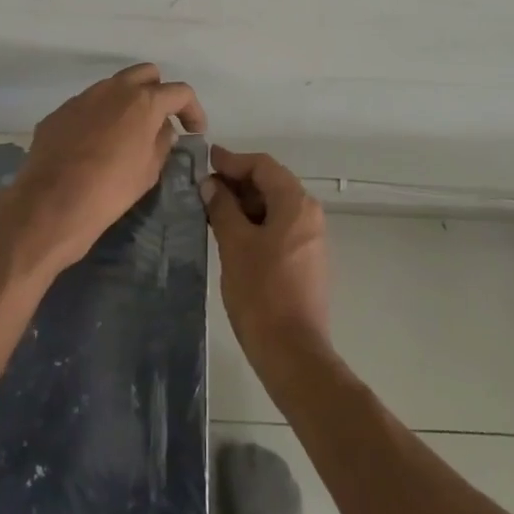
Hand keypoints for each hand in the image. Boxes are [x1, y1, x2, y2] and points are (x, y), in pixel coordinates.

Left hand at [6, 62, 205, 274]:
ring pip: (114, 86)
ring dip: (126, 102)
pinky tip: (95, 145)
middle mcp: (114, 89)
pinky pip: (88, 106)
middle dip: (158, 92)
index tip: (194, 131)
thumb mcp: (149, 170)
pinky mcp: (60, 112)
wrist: (52, 204)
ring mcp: (83, 97)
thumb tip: (163, 129)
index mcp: (143, 101)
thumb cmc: (111, 189)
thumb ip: (162, 142)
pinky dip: (99, 117)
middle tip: (160, 121)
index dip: (192, 110)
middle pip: (146, 74)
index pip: (180, 92)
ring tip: (126, 133)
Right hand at [203, 145, 331, 367]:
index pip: (262, 166)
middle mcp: (309, 214)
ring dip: (244, 204)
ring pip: (274, 207)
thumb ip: (222, 208)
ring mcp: (310, 239)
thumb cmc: (262, 292)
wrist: (293, 352)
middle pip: (271, 183)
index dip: (232, 161)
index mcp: (296, 203)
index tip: (205, 160)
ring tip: (211, 210)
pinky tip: (230, 234)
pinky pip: (278, 227)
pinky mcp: (306, 260)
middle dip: (237, 182)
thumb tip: (210, 185)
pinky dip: (255, 223)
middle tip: (203, 187)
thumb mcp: (235, 244)